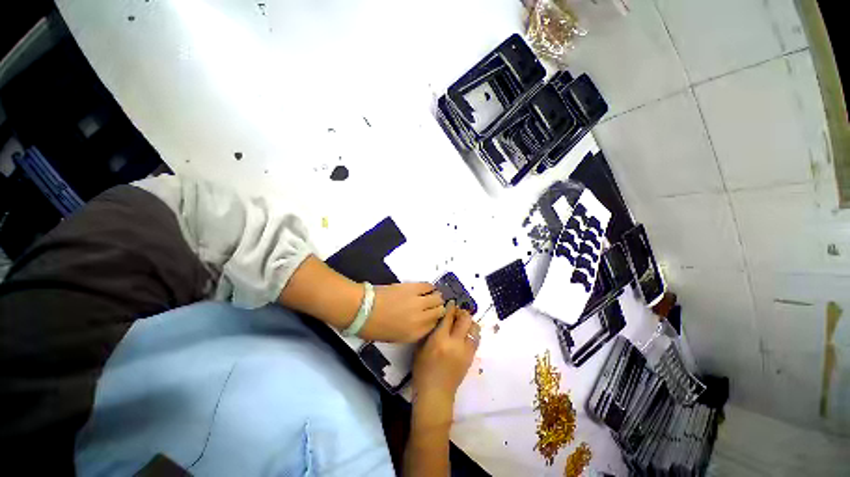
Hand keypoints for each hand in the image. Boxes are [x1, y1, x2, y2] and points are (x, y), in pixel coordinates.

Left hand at [358, 283, 444, 342]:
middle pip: (439, 310)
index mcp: (415, 334)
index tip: (432, 316)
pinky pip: (428, 286)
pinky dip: (430, 287)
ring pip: (437, 297)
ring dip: (436, 297)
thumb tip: (421, 321)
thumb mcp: (396, 337)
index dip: (435, 320)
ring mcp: (418, 302)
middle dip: (437, 308)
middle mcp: (421, 318)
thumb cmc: (375, 327)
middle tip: (432, 306)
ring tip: (431, 296)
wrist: (363, 309)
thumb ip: (413, 331)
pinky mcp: (413, 288)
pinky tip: (427, 288)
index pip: (435, 325)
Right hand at [412, 301, 479, 409]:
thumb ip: (430, 331)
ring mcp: (466, 350)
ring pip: (474, 328)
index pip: (448, 316)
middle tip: (457, 311)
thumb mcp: (421, 348)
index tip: (451, 302)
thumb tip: (439, 318)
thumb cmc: (423, 370)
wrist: (435, 393)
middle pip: (465, 319)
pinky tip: (465, 333)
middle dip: (462, 312)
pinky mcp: (471, 357)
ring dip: (469, 322)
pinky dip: (472, 332)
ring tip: (463, 322)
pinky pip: (476, 339)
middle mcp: (455, 342)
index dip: (451, 307)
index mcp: (440, 339)